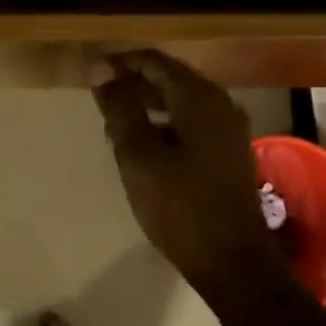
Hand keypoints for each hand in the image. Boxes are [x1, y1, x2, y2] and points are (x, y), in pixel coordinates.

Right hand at [92, 50, 279, 289]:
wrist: (234, 263)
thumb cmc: (180, 207)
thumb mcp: (139, 157)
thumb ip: (120, 109)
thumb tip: (100, 70)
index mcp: (199, 99)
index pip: (155, 62)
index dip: (121, 63)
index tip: (91, 74)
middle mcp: (220, 104)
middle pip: (171, 78)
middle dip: (134, 82)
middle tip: (100, 97)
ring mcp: (230, 129)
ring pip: (182, 101)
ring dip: (149, 103)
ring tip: (116, 120)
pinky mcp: (230, 151)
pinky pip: (193, 121)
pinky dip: (166, 122)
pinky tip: (145, 143)